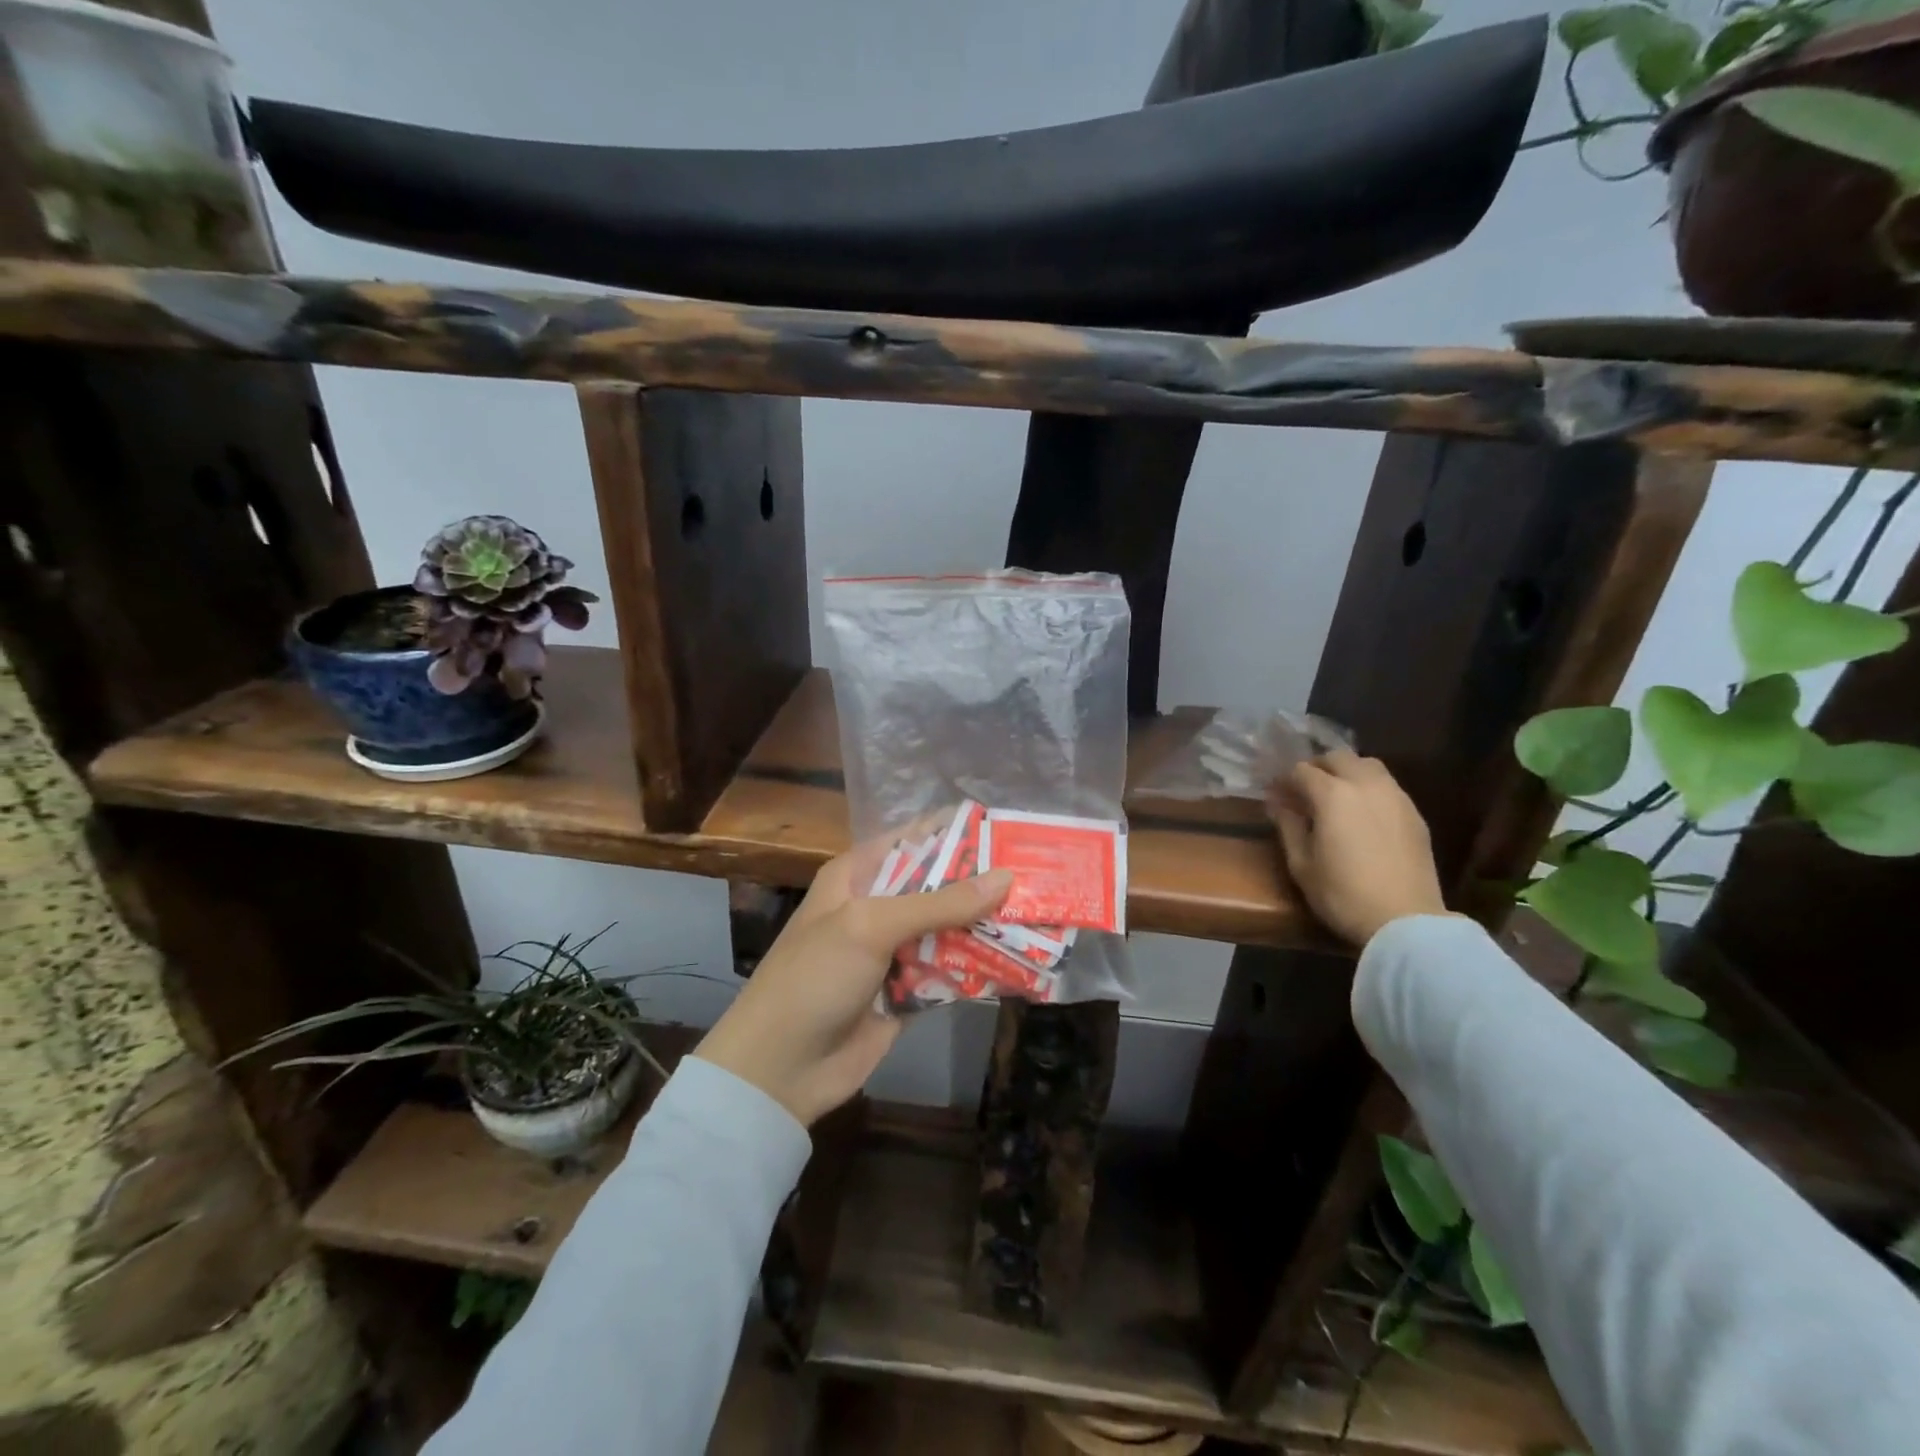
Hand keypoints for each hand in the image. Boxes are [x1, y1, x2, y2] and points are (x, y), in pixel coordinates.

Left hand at [693, 854, 1012, 1126]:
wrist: (780, 1068)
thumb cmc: (815, 976)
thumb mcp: (871, 926)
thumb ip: (939, 903)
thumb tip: (1005, 878)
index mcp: (858, 876)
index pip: (914, 840)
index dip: (957, 833)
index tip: (1008, 829)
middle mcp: (878, 908)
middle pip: (939, 887)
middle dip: (983, 883)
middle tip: (1040, 875)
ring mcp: (894, 952)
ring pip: (951, 931)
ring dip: (988, 927)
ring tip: (1043, 914)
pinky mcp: (909, 992)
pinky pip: (952, 972)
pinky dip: (981, 968)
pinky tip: (1024, 961)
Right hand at [1268, 749, 1447, 947]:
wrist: (1405, 920)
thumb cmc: (1342, 894)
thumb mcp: (1301, 864)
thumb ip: (1288, 827)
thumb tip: (1277, 804)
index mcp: (1332, 794)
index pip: (1301, 771)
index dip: (1283, 779)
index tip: (1274, 794)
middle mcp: (1365, 785)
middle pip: (1338, 757)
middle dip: (1317, 767)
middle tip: (1303, 789)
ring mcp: (1396, 797)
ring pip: (1368, 765)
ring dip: (1347, 772)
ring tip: (1336, 795)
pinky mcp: (1415, 814)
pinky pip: (1388, 786)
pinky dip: (1370, 788)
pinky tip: (1363, 813)